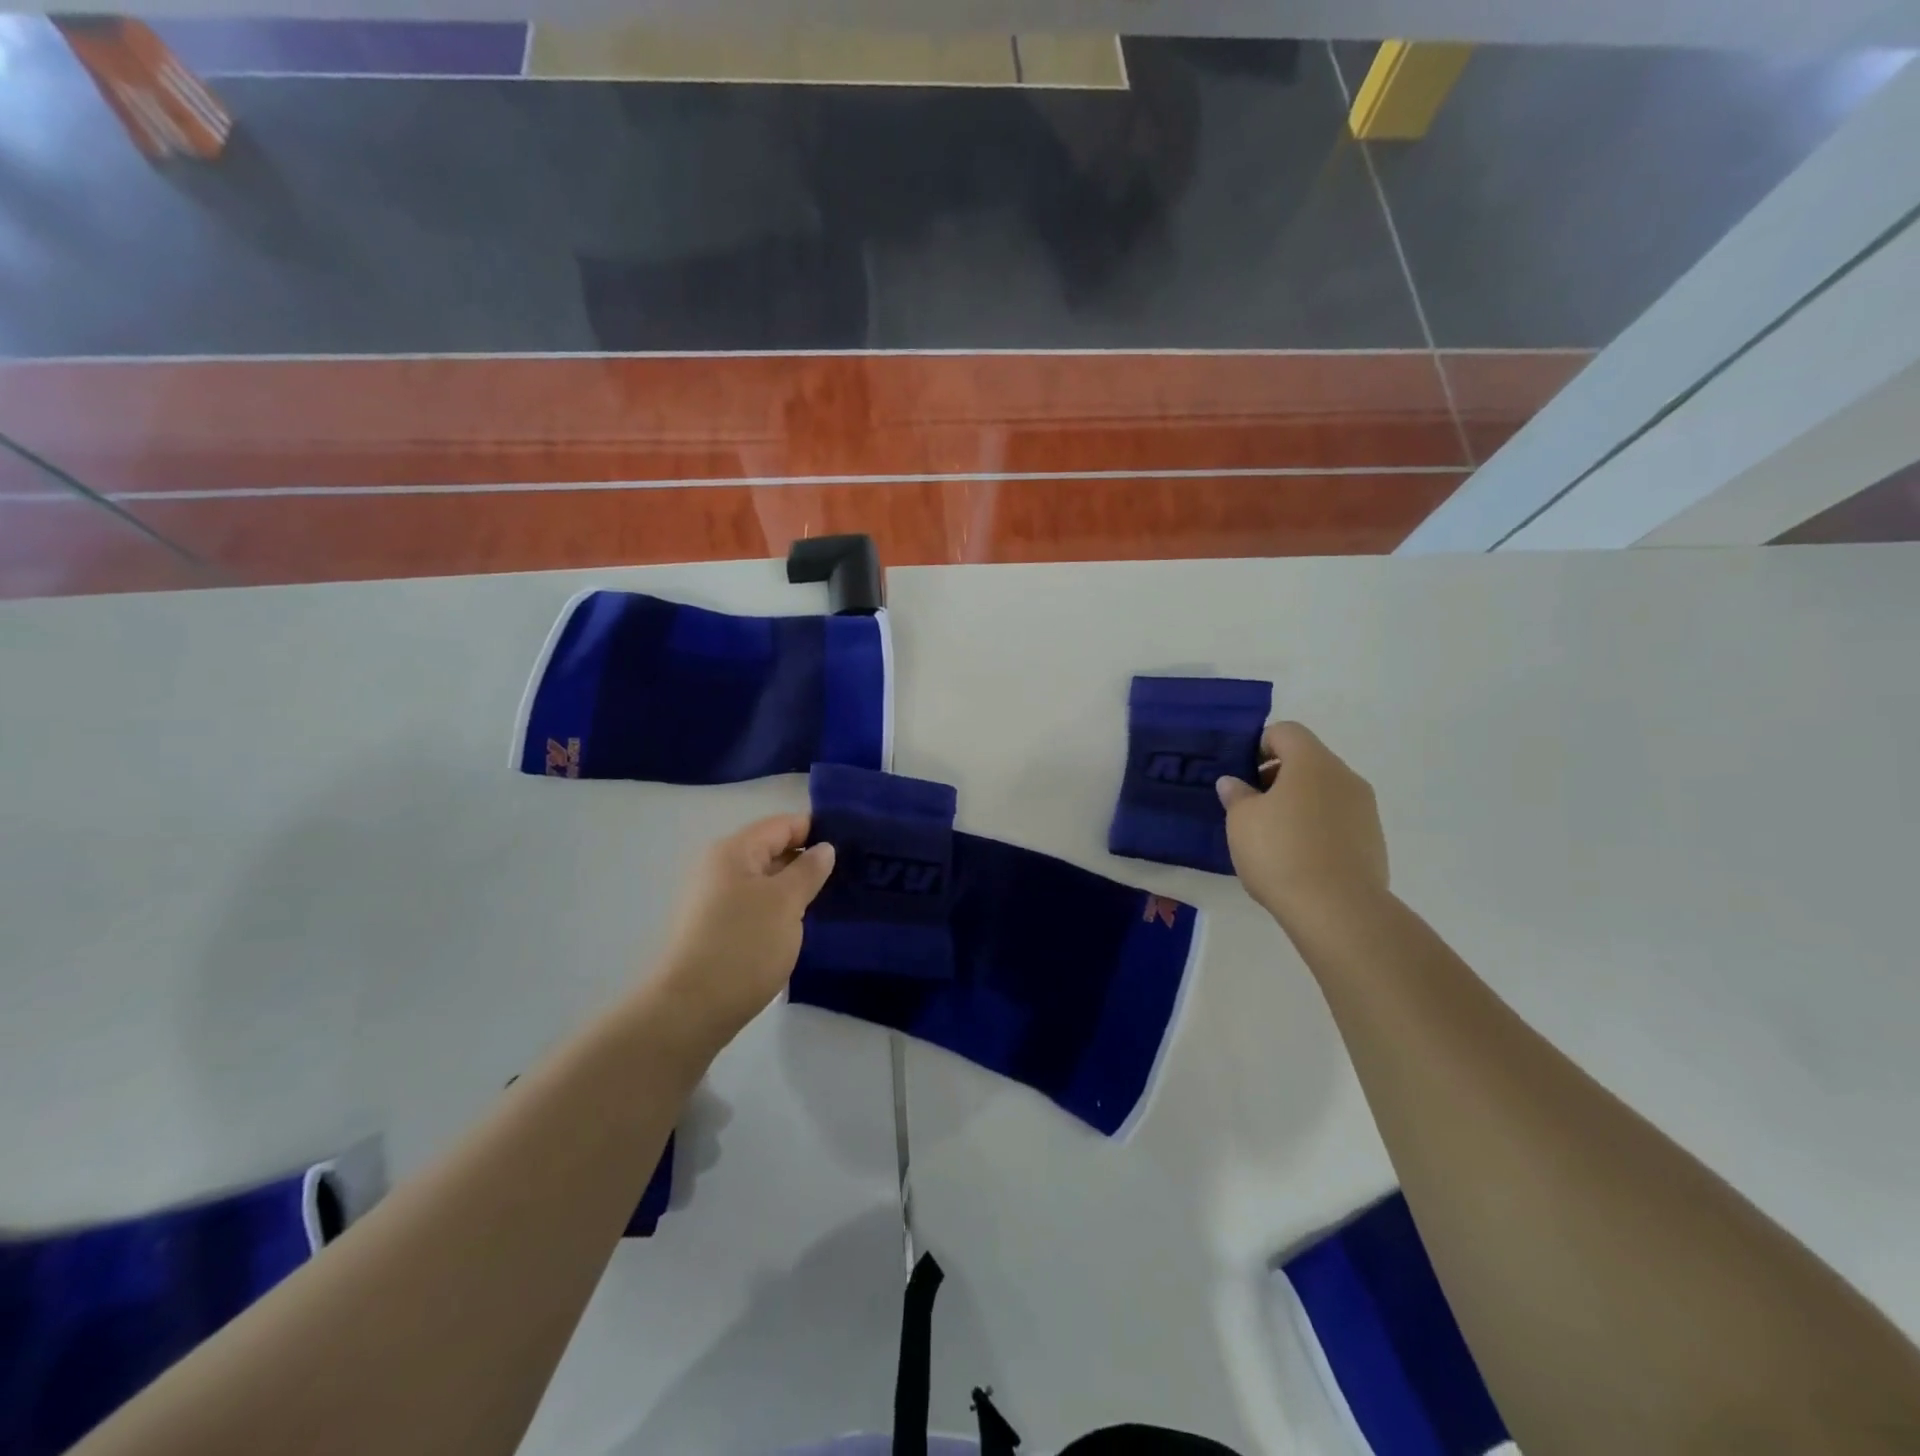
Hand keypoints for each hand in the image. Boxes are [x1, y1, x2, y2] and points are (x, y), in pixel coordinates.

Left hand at [650, 814, 835, 1049]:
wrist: (690, 1010)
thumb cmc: (742, 946)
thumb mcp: (786, 902)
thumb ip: (808, 870)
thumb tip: (824, 848)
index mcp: (734, 851)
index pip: (783, 824)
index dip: (817, 830)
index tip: (853, 845)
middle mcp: (720, 868)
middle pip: (773, 850)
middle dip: (809, 861)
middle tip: (851, 876)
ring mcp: (715, 900)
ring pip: (766, 882)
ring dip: (796, 889)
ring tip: (833, 901)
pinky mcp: (717, 929)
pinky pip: (757, 906)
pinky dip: (781, 910)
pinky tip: (803, 926)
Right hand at [1216, 721, 1388, 922]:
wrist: (1338, 909)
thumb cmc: (1280, 852)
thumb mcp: (1241, 821)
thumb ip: (1237, 795)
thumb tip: (1234, 783)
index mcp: (1312, 762)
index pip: (1286, 732)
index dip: (1259, 745)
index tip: (1243, 774)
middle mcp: (1344, 777)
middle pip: (1308, 760)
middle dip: (1278, 776)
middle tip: (1252, 806)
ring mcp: (1365, 809)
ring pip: (1325, 791)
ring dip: (1299, 802)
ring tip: (1274, 836)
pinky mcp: (1373, 840)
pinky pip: (1338, 819)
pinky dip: (1317, 827)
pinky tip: (1299, 857)